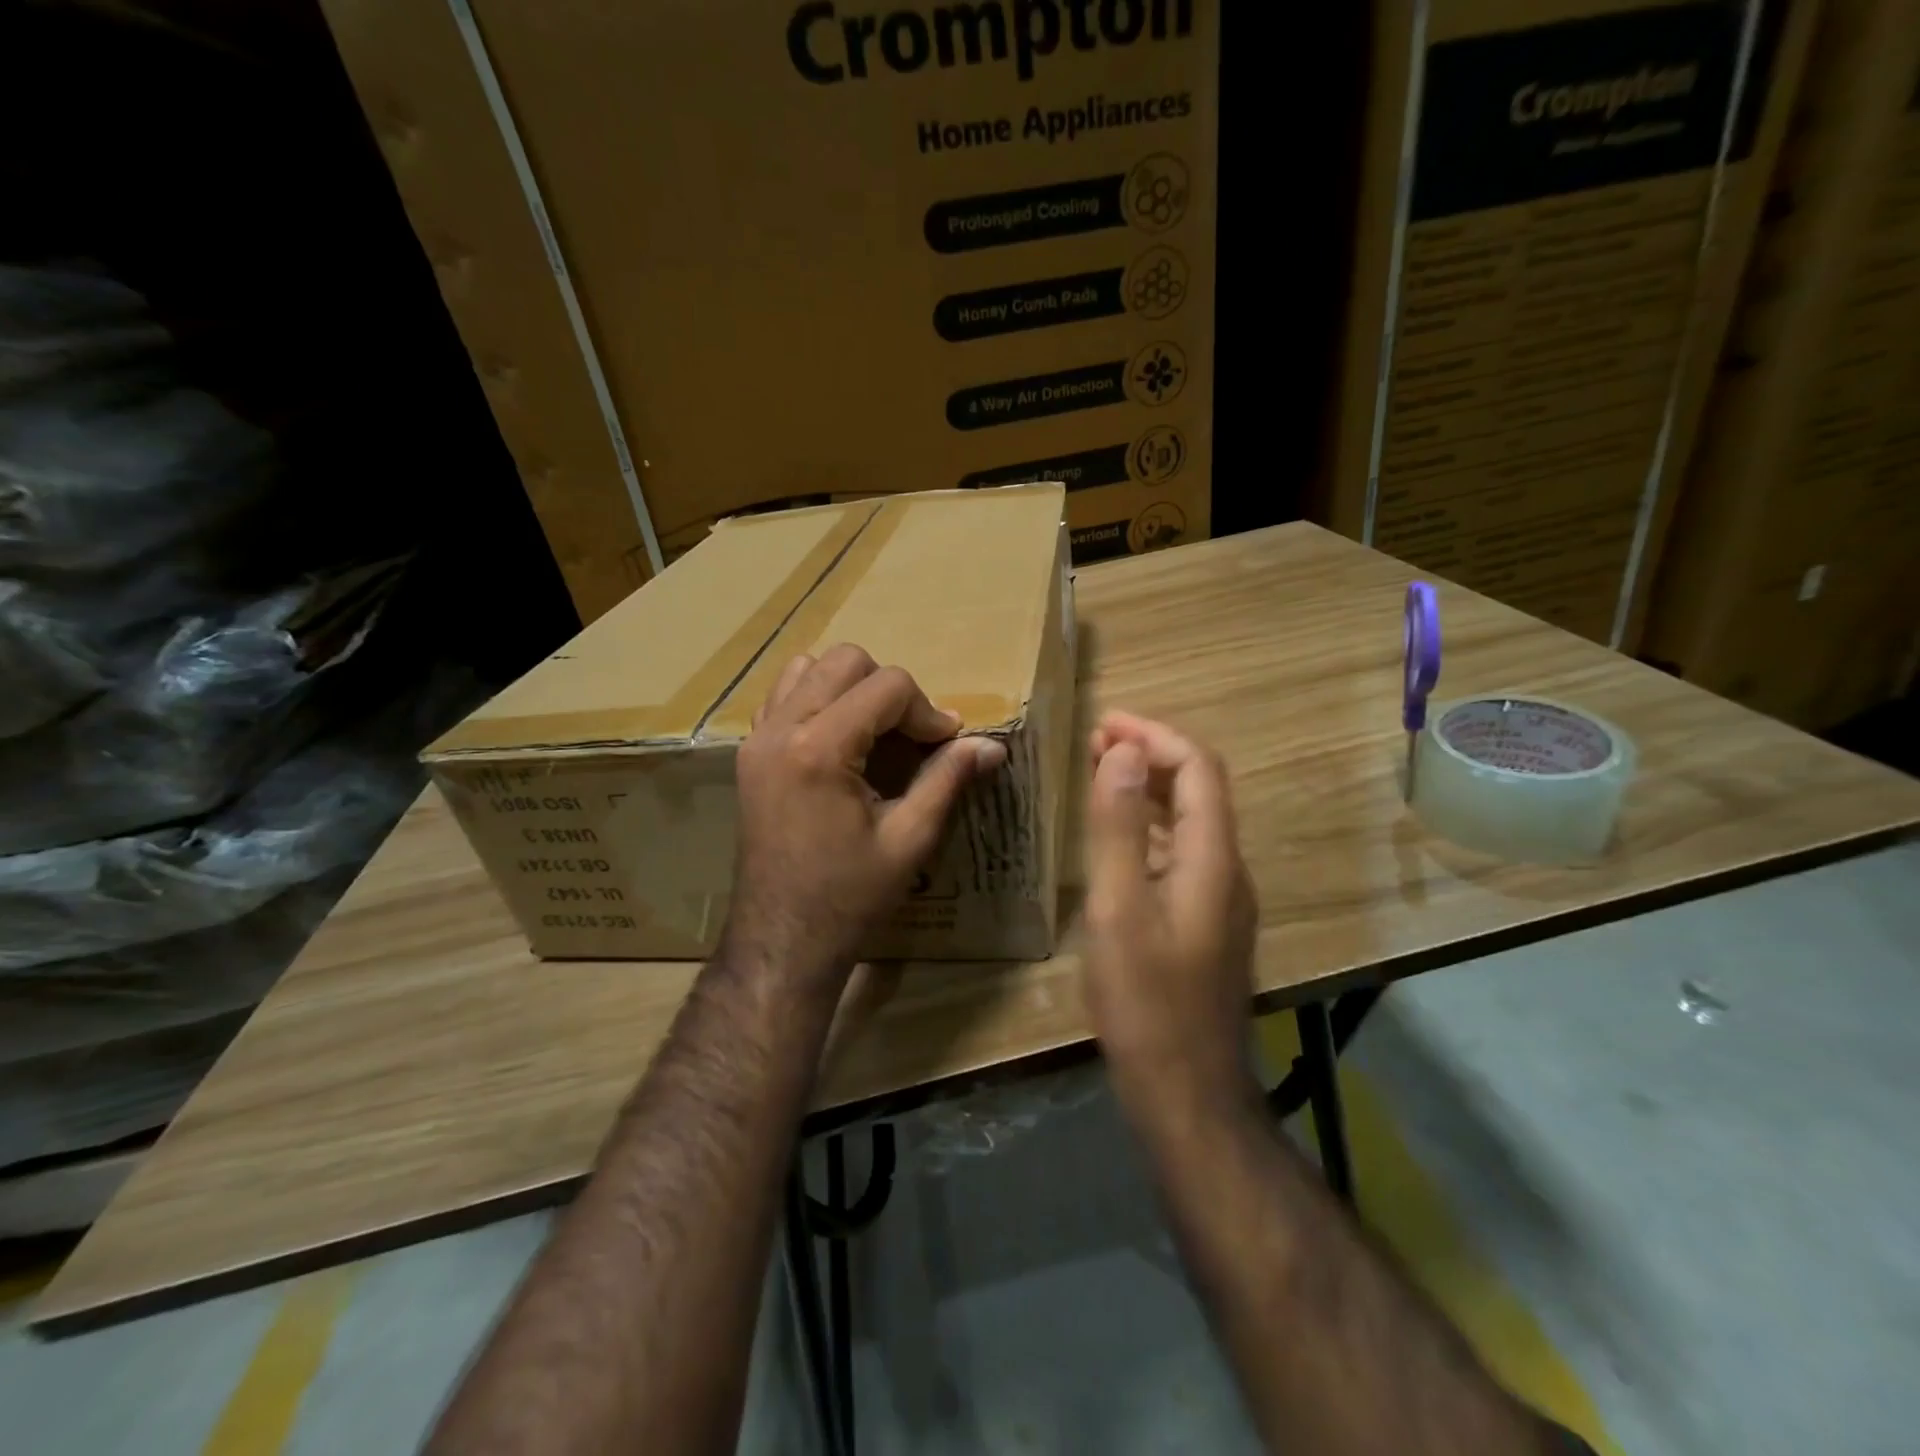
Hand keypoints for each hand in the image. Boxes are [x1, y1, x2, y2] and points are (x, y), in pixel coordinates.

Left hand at [726, 644, 1006, 991]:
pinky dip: (817, 700)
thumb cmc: (850, 896)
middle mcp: (781, 729)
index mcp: (820, 748)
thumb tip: (991, 745)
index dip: (927, 710)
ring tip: (874, 732)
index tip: (945, 745)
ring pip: (809, 667)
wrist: (782, 938)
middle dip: (889, 690)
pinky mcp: (749, 753)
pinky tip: (840, 741)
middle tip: (910, 736)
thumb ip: (947, 779)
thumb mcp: (909, 839)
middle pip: (846, 661)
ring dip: (850, 687)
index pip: (887, 686)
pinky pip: (783, 696)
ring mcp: (757, 738)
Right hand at [1082, 711, 1258, 1118]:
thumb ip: (1117, 828)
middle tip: (1095, 742)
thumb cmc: (1146, 1002)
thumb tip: (1120, 753)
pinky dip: (1148, 827)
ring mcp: (1220, 900)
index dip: (1153, 736)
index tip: (1103, 723)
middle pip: (1198, 789)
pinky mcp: (1205, 923)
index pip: (1196, 769)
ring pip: (1189, 821)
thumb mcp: (1118, 910)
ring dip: (1148, 788)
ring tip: (1100, 774)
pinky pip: (1181, 853)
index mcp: (1212, 859)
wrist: (1187, 1093)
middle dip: (1150, 754)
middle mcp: (1227, 870)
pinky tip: (1116, 839)